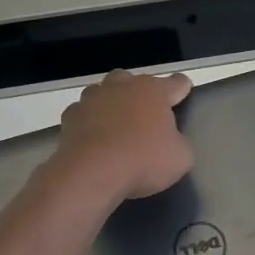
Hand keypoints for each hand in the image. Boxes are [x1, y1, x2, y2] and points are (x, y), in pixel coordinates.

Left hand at [52, 69, 194, 202]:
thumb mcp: (181, 158)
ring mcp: (92, 98)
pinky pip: (84, 113)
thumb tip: (174, 141)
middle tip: (147, 113)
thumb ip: (180, 143)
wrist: (91, 173)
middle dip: (141, 93)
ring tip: (117, 122)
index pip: (175, 83)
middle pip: (135, 81)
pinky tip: (93, 136)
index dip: (182, 88)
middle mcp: (122, 86)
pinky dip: (90, 121)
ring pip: (105, 91)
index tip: (184, 90)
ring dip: (112, 102)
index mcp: (153, 91)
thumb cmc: (143, 161)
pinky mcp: (70, 115)